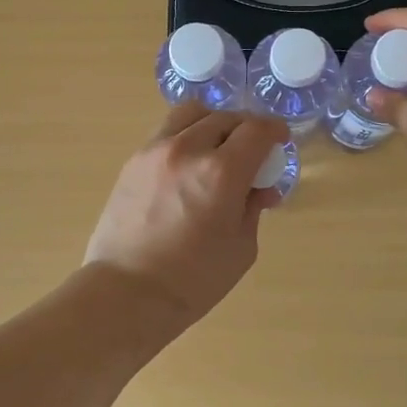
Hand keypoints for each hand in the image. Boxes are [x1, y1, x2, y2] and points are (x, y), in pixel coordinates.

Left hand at [83, 104, 286, 326]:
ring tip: (218, 146)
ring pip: (192, 113)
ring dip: (213, 122)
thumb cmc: (192, 281)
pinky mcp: (132, 161)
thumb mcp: (241, 248)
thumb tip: (259, 189)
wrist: (126, 293)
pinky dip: (186, 135)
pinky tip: (189, 163)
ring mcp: (154, 151)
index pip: (256, 130)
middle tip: (253, 151)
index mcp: (221, 172)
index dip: (275, 130)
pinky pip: (166, 132)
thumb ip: (252, 208)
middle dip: (247, 129)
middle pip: (226, 117)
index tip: (280, 140)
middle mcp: (187, 149)